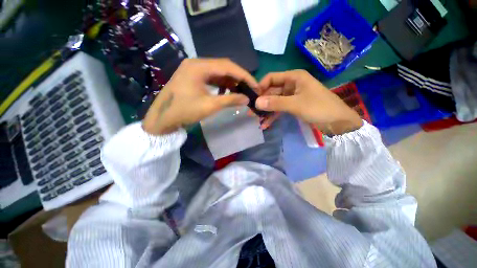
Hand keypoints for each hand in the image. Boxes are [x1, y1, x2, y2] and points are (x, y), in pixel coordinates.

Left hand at [142, 59, 257, 134]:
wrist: (163, 119)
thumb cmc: (184, 111)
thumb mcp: (210, 105)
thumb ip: (231, 100)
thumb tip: (247, 99)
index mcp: (199, 66)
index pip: (228, 66)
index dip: (244, 76)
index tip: (255, 85)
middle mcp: (196, 63)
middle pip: (223, 67)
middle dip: (238, 78)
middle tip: (249, 88)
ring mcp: (193, 70)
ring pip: (218, 72)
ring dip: (230, 81)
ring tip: (241, 91)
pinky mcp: (193, 77)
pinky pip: (212, 78)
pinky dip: (222, 84)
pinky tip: (227, 91)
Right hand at [256, 70, 362, 134]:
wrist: (338, 122)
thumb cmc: (319, 108)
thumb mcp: (296, 104)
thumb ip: (275, 103)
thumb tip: (256, 103)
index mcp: (293, 77)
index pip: (271, 78)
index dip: (261, 86)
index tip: (252, 98)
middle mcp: (291, 84)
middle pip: (271, 91)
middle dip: (262, 101)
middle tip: (251, 112)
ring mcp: (292, 96)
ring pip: (275, 101)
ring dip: (266, 110)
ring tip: (256, 119)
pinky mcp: (293, 106)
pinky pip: (280, 109)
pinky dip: (273, 116)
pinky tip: (266, 124)